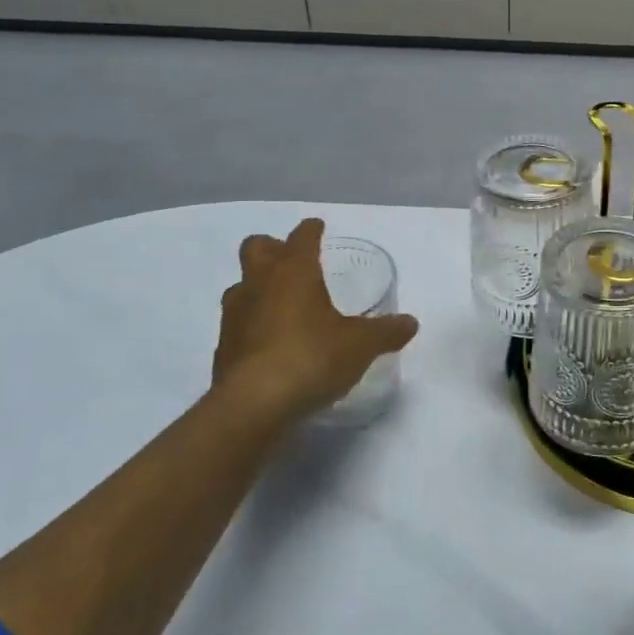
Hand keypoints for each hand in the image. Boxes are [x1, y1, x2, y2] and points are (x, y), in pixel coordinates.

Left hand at [209, 219, 417, 424]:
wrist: (252, 406)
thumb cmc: (311, 358)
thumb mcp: (360, 345)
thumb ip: (385, 332)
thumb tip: (410, 323)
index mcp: (293, 271)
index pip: (301, 236)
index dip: (311, 230)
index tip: (318, 227)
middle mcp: (259, 284)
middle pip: (255, 247)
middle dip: (273, 247)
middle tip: (294, 261)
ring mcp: (235, 315)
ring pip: (241, 285)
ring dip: (259, 287)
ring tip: (283, 304)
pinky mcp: (223, 348)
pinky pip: (238, 323)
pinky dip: (252, 324)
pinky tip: (271, 343)